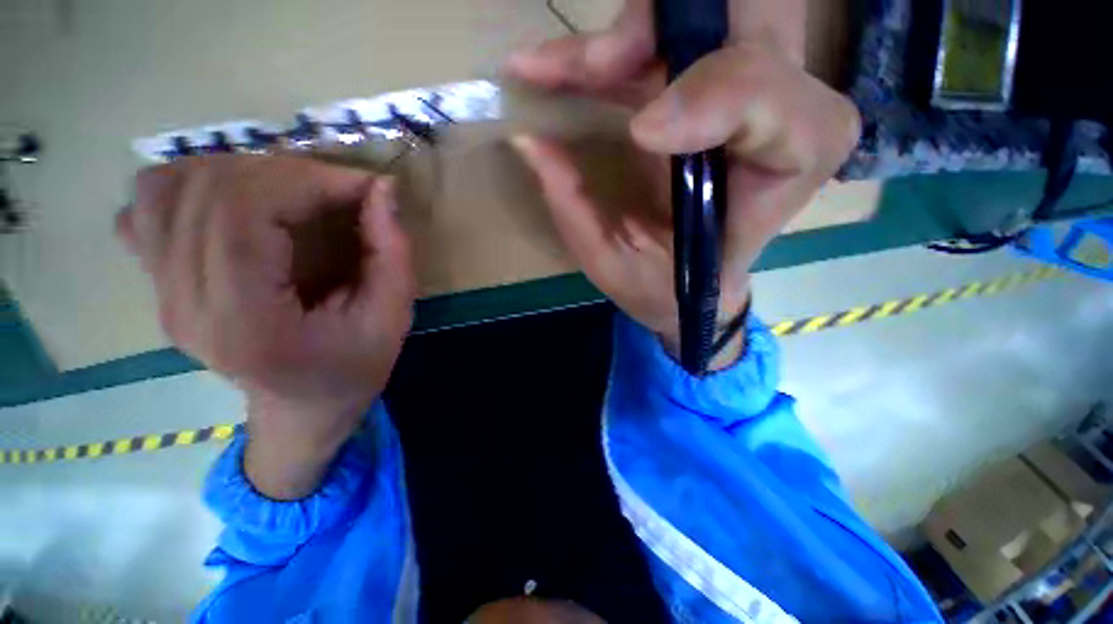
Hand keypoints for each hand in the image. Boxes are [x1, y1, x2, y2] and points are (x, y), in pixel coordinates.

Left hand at [118, 155, 414, 497]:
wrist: (301, 410)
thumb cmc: (353, 370)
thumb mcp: (393, 319)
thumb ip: (392, 254)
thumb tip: (380, 189)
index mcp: (245, 321)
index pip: (244, 212)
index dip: (307, 181)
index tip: (362, 186)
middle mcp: (184, 302)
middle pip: (207, 190)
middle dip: (285, 172)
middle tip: (338, 191)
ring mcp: (161, 292)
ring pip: (166, 187)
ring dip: (238, 172)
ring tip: (291, 193)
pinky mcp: (158, 283)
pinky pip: (147, 208)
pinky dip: (189, 186)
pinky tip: (235, 205)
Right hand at [508, 0, 858, 368]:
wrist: (695, 285)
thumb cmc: (670, 287)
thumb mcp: (622, 266)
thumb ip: (580, 212)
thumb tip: (534, 142)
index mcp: (783, 171)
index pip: (772, 98)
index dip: (709, 96)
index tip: (638, 132)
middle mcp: (786, 112)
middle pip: (745, 19)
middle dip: (658, 30)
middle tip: (589, 66)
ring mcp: (752, 87)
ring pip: (702, 13)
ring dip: (623, 33)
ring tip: (550, 67)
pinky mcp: (711, 81)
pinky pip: (668, 33)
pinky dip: (611, 43)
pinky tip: (564, 64)